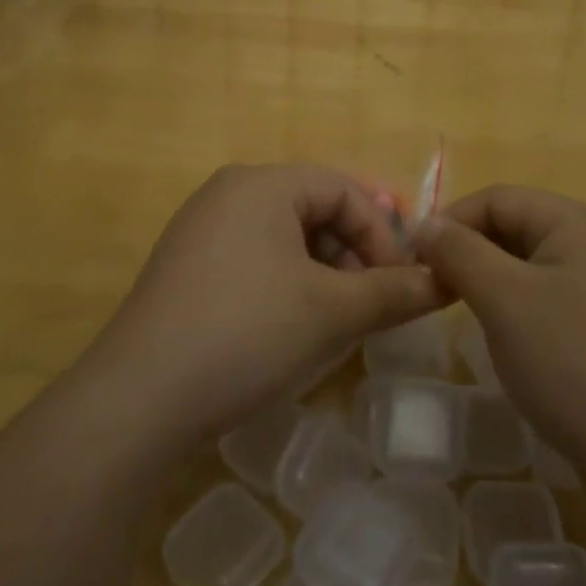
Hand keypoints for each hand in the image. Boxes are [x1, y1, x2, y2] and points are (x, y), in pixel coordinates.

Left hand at [84, 164, 442, 446]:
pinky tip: (291, 329)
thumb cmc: (247, 334)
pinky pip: (254, 259)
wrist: (138, 401)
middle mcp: (228, 193)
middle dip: (353, 254)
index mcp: (262, 183)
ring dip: (323, 273)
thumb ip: (394, 291)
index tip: (402, 283)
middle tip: (372, 304)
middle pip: (314, 209)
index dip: (382, 234)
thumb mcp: (332, 312)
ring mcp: (201, 230)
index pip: (344, 189)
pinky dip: (287, 285)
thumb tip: (447, 281)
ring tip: (336, 322)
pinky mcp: (186, 268)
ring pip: (285, 238)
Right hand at [414, 185, 585, 484]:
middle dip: (471, 254)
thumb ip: (460, 252)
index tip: (415, 262)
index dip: (450, 222)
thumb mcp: (505, 300)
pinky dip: (523, 312)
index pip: (498, 198)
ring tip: (467, 318)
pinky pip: (555, 302)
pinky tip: (513, 347)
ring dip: (494, 284)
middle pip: (518, 228)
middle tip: (436, 292)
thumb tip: (426, 224)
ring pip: (534, 268)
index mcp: (578, 222)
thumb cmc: (574, 364)